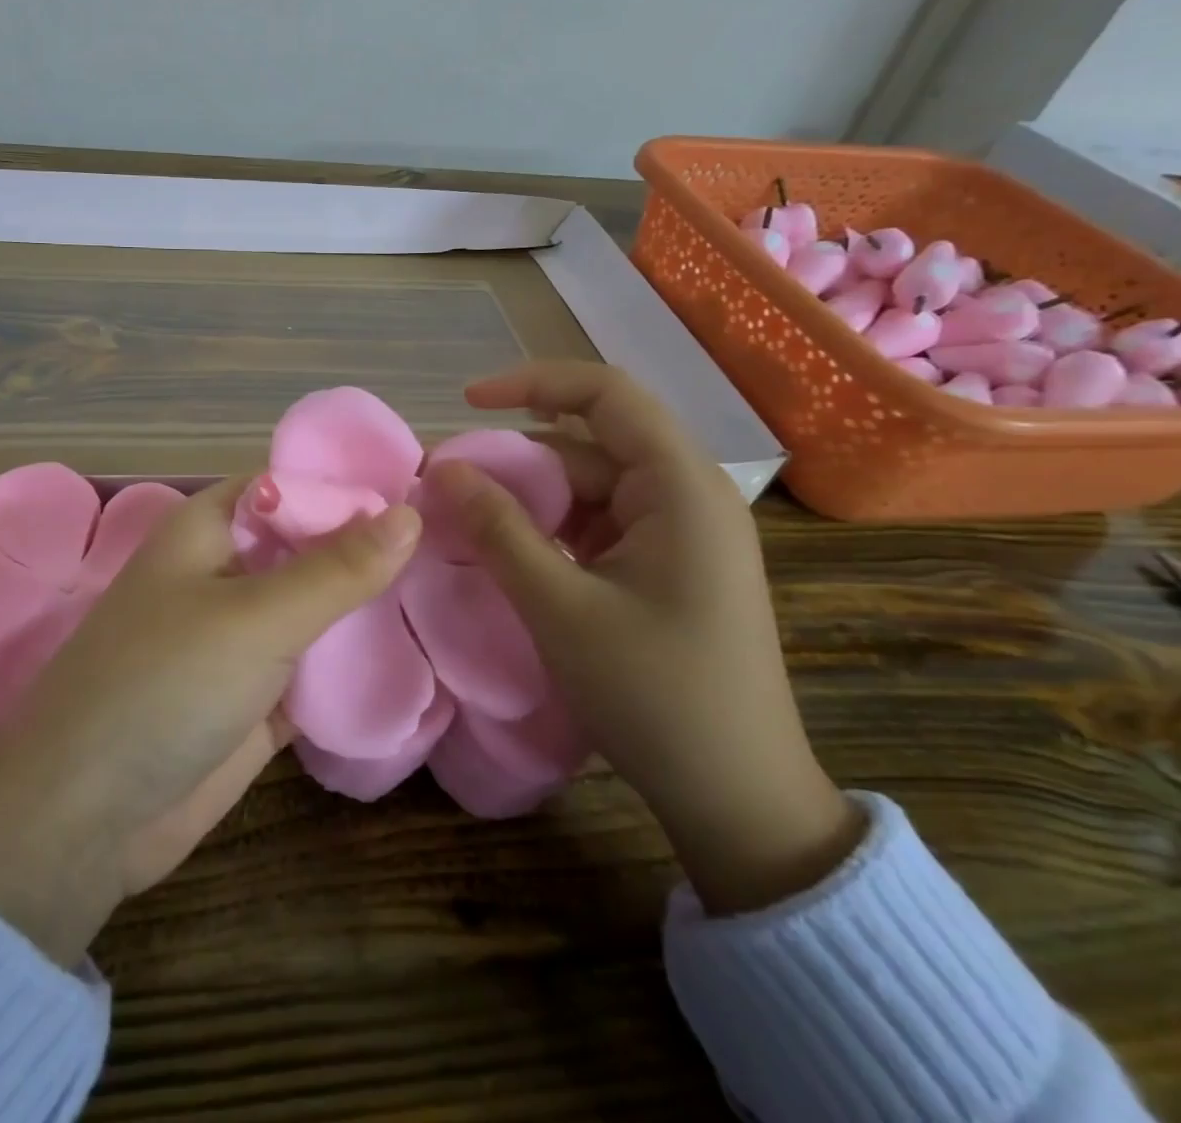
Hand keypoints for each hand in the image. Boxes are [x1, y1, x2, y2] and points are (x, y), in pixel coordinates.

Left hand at [0, 477, 420, 964]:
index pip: (292, 485)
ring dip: (370, 607)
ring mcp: (242, 639)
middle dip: (373, 549)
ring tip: (456, 590)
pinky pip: (317, 667)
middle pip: (310, 547)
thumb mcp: (256, 617)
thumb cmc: (163, 685)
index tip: (433, 488)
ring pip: (318, 608)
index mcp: (210, 529)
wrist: (85, 820)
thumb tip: (411, 511)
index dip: (353, 485)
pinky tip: (422, 656)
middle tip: (461, 544)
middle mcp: (227, 574)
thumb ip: (336, 568)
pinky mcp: (257, 698)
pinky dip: (355, 664)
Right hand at [430, 362, 863, 914]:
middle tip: (447, 486)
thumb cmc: (655, 695)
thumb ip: (498, 529)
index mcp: (680, 487)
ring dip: (529, 498)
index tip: (466, 402)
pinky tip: (511, 553)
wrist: (739, 799)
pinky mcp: (668, 565)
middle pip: (589, 444)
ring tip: (467, 522)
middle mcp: (687, 495)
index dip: (532, 382)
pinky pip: (600, 523)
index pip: (606, 394)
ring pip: (589, 486)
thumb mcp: (560, 607)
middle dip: (516, 458)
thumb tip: (442, 469)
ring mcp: (680, 532)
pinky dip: (551, 529)